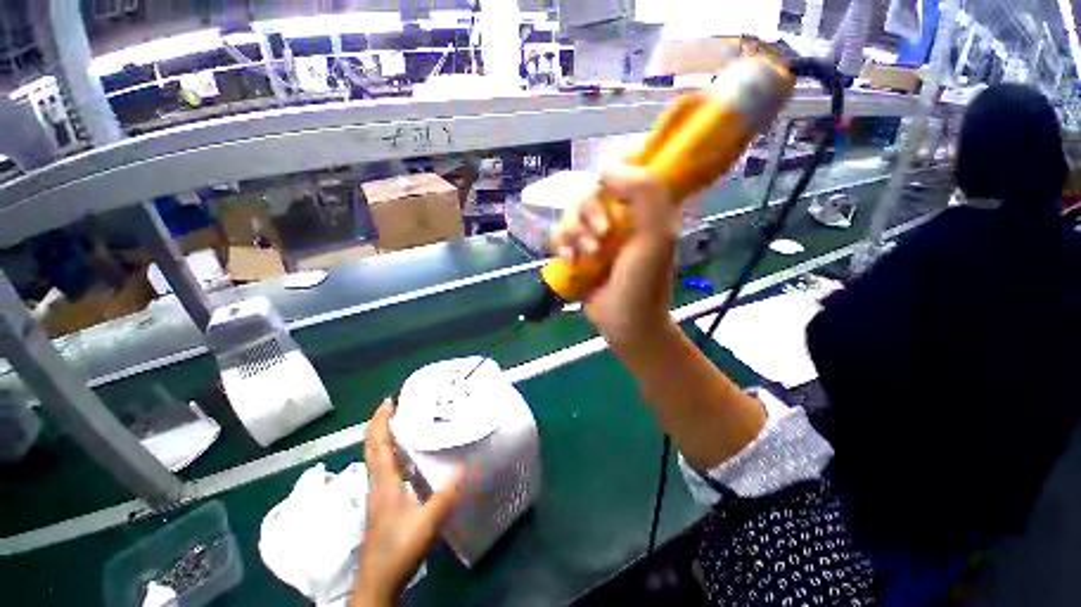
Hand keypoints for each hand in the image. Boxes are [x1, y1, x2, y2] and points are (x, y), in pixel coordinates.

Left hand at [353, 400, 464, 606]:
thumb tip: (467, 469)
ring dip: (382, 442)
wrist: (381, 573)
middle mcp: (375, 483)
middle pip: (371, 447)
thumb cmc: (401, 545)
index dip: (381, 419)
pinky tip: (404, 470)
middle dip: (379, 426)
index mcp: (384, 481)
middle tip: (396, 410)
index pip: (377, 441)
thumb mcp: (428, 521)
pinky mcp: (379, 508)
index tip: (390, 400)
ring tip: (401, 433)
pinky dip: (388, 461)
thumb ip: (446, 496)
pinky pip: (380, 474)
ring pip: (374, 461)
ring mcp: (375, 497)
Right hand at [549, 166, 681, 349]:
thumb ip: (644, 194)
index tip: (607, 197)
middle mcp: (619, 215)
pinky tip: (571, 262)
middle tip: (600, 237)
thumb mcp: (656, 235)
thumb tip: (606, 171)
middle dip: (587, 213)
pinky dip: (560, 245)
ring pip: (569, 213)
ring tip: (586, 255)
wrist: (627, 325)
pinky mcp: (579, 250)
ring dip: (573, 232)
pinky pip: (559, 234)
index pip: (618, 174)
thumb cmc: (645, 282)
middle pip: (588, 192)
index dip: (606, 182)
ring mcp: (597, 233)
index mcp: (642, 207)